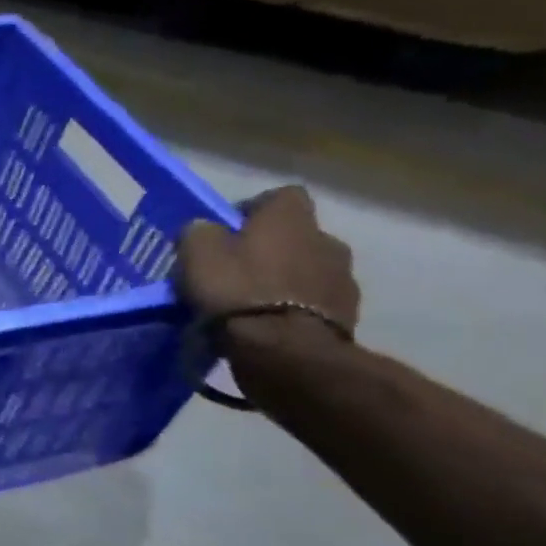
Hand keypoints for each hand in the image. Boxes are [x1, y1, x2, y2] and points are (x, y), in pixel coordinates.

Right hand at [177, 186, 359, 376]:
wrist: (285, 350)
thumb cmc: (237, 291)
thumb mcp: (197, 254)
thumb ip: (200, 232)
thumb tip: (206, 229)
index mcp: (291, 218)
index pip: (280, 196)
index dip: (253, 209)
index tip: (227, 230)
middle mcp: (327, 239)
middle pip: (296, 235)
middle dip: (271, 248)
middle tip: (237, 269)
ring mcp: (343, 279)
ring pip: (308, 269)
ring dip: (285, 279)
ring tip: (253, 302)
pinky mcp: (348, 314)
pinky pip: (315, 302)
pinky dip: (295, 307)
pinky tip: (270, 324)